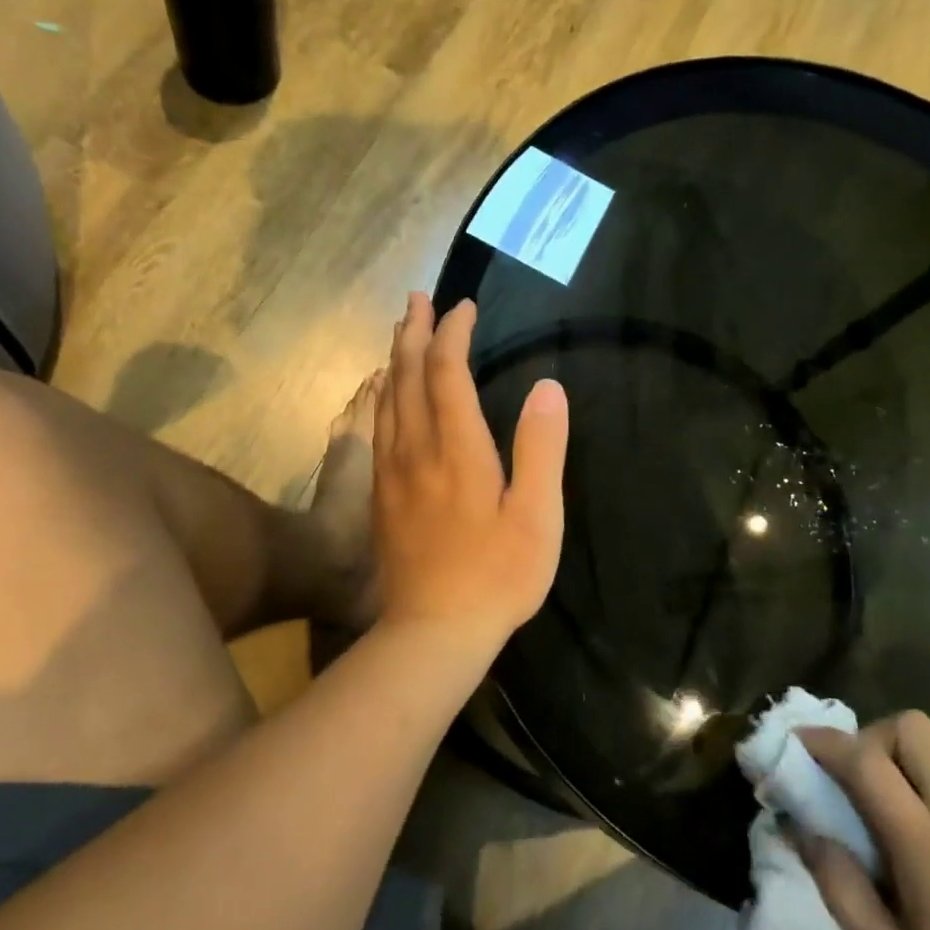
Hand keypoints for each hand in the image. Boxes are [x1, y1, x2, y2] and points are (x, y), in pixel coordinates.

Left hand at [372, 292, 567, 661]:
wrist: (433, 631)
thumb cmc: (497, 576)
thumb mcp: (537, 516)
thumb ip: (542, 449)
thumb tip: (549, 387)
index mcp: (458, 449)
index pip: (448, 373)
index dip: (454, 334)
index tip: (464, 307)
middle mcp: (417, 450)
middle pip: (408, 376)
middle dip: (415, 332)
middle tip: (418, 299)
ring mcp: (393, 473)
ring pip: (388, 399)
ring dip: (396, 359)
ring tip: (402, 332)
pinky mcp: (382, 496)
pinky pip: (379, 427)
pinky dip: (385, 396)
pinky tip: (387, 395)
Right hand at [795, 712, 929, 929]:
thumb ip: (838, 887)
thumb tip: (802, 828)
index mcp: (929, 845)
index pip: (867, 761)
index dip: (824, 742)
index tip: (796, 743)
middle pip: (909, 727)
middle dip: (870, 738)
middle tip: (853, 781)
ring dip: (898, 760)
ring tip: (888, 814)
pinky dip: (929, 786)